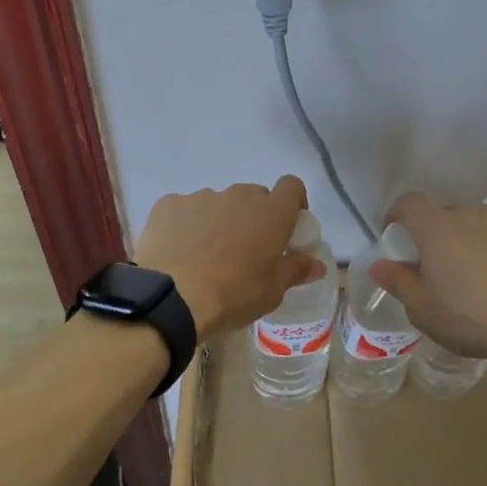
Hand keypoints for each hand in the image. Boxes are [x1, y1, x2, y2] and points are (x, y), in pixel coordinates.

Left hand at [134, 177, 321, 338]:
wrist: (172, 298)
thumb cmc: (233, 295)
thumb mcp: (272, 292)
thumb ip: (295, 270)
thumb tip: (316, 264)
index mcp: (271, 213)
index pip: (292, 187)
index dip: (293, 202)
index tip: (288, 224)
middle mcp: (239, 196)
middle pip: (254, 196)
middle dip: (254, 216)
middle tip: (246, 249)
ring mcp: (202, 196)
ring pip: (219, 203)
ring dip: (219, 221)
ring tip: (206, 255)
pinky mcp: (170, 204)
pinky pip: (185, 210)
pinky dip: (186, 225)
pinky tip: (178, 251)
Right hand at [368, 192, 486, 361]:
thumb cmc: (470, 314)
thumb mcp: (423, 308)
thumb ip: (398, 282)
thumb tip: (379, 265)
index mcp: (436, 226)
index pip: (409, 203)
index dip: (397, 214)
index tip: (393, 236)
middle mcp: (467, 214)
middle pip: (442, 213)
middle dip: (431, 233)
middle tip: (430, 264)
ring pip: (472, 224)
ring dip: (462, 241)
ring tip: (465, 275)